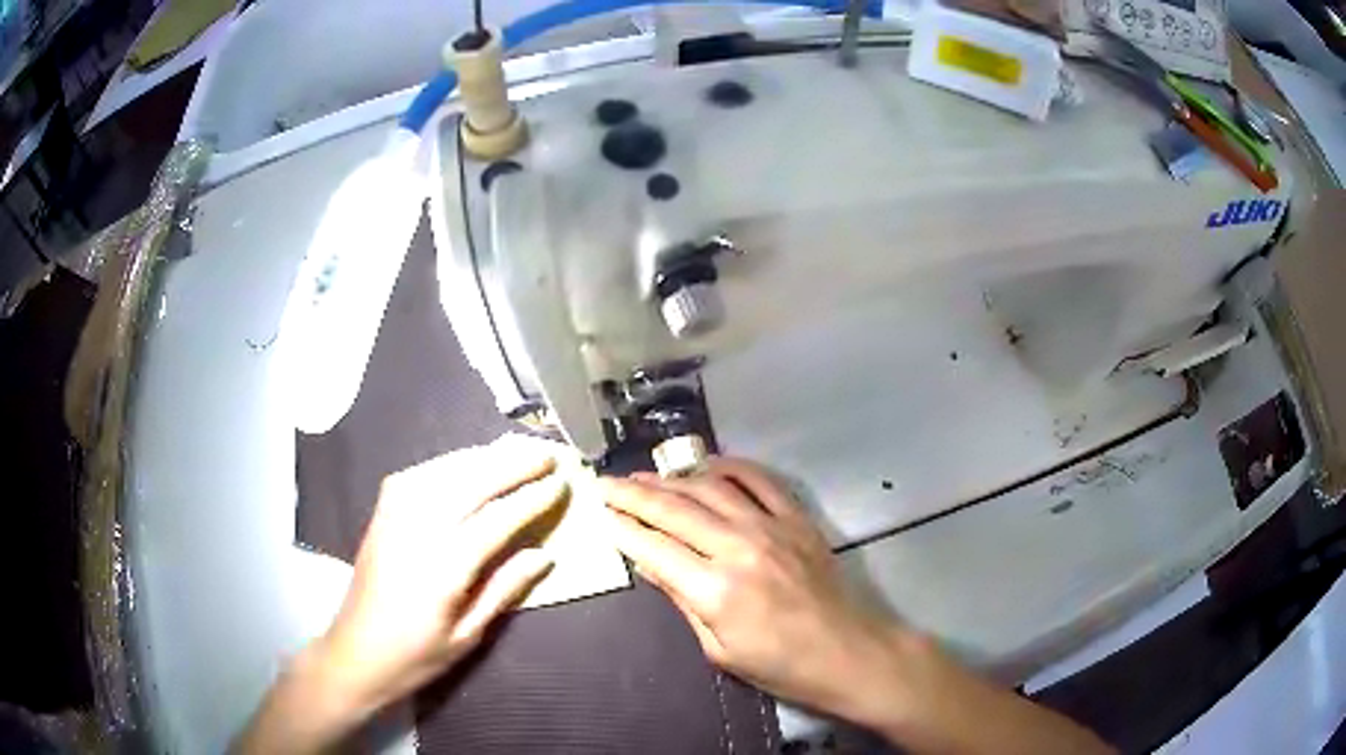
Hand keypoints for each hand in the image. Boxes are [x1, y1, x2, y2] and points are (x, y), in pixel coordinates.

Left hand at [318, 436, 567, 714]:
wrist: (355, 654)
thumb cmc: (416, 655)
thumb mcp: (468, 635)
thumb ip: (504, 590)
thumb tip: (544, 555)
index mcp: (443, 568)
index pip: (496, 519)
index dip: (531, 499)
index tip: (560, 483)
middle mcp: (417, 531)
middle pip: (470, 483)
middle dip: (511, 465)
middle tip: (545, 454)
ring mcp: (393, 518)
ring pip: (442, 471)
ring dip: (481, 458)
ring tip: (512, 452)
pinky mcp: (380, 515)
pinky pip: (416, 475)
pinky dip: (445, 464)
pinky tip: (462, 465)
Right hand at [601, 458, 904, 724]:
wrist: (847, 653)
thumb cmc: (779, 666)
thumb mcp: (718, 649)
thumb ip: (681, 600)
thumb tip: (648, 562)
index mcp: (715, 590)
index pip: (653, 547)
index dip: (621, 527)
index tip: (597, 511)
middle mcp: (739, 547)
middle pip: (674, 509)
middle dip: (633, 493)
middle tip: (605, 483)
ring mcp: (772, 526)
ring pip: (709, 488)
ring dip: (671, 478)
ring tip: (643, 476)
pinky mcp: (796, 518)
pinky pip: (758, 479)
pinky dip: (728, 467)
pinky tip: (705, 466)